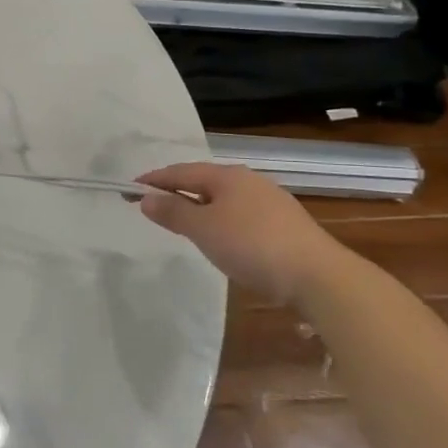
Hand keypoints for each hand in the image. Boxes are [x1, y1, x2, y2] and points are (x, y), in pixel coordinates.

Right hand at [136, 161, 346, 304]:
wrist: (318, 276)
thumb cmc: (252, 245)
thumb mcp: (203, 229)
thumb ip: (173, 211)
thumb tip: (146, 197)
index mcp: (227, 176)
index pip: (180, 171)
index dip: (154, 179)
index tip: (129, 188)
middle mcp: (249, 181)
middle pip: (204, 181)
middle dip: (178, 190)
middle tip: (154, 205)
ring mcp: (271, 201)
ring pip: (225, 198)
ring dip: (201, 206)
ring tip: (185, 223)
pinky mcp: (286, 224)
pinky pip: (242, 214)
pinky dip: (222, 220)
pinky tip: (223, 237)